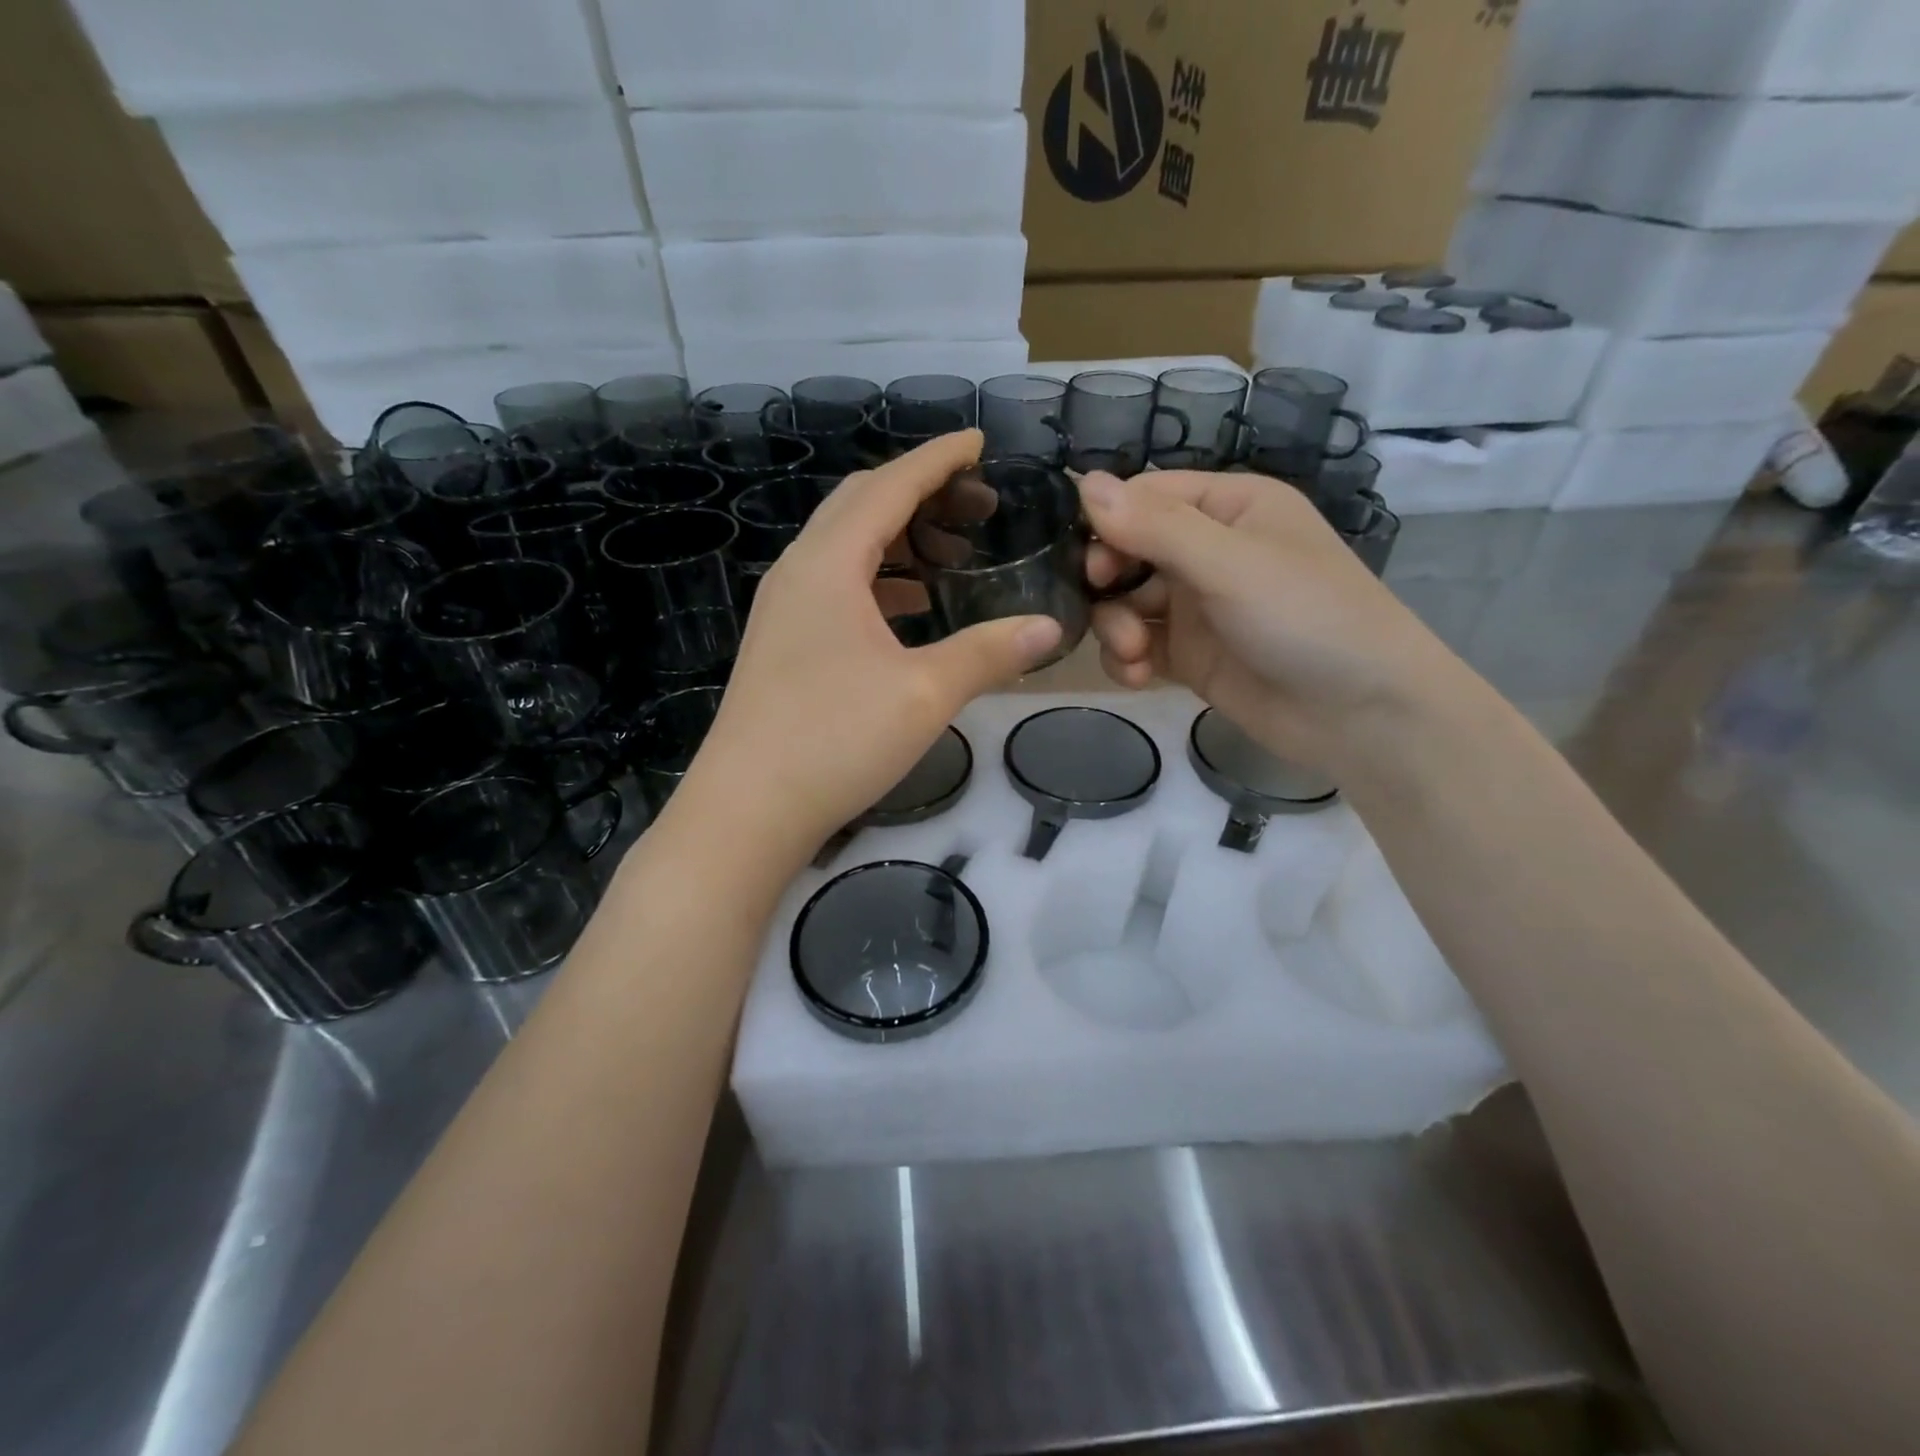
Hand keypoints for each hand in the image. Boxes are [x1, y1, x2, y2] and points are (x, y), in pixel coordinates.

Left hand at [671, 432, 1062, 862]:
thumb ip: (990, 652)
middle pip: (860, 506)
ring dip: (898, 538)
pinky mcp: (782, 644)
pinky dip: (878, 580)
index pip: (889, 487)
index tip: (978, 442)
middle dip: (920, 493)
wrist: (747, 809)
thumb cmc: (836, 739)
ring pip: (845, 548)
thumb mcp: (925, 692)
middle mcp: (799, 572)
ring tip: (950, 554)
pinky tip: (908, 608)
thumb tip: (1050, 626)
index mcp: (829, 564)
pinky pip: (836, 587)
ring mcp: (784, 610)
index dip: (937, 459)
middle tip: (976, 503)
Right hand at [1079, 469, 1458, 772]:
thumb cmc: (1306, 617)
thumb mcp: (1229, 563)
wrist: (1360, 714)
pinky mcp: (1190, 656)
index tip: (1092, 564)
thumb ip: (1155, 526)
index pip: (1145, 497)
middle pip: (1127, 551)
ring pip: (1125, 602)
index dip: (1109, 525)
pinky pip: (1138, 645)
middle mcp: (1209, 550)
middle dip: (1108, 583)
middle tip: (1108, 612)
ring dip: (1115, 627)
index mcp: (1228, 508)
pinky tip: (1137, 676)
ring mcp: (1197, 606)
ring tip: (1134, 654)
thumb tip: (1083, 482)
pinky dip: (1128, 659)